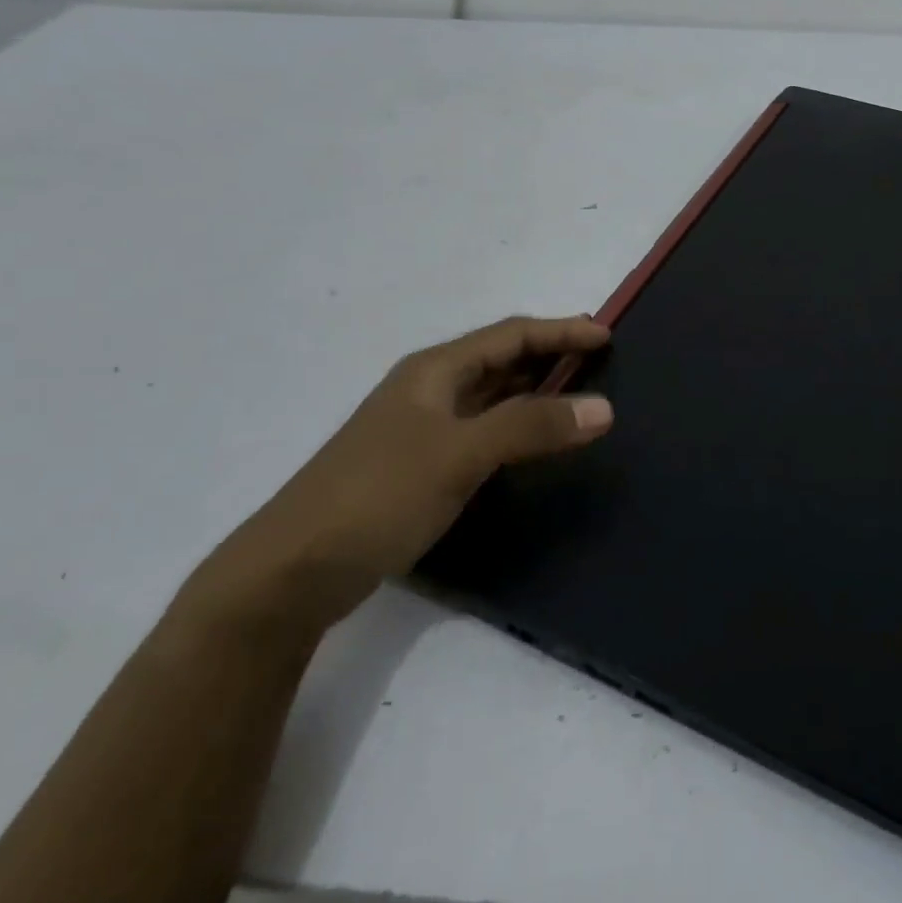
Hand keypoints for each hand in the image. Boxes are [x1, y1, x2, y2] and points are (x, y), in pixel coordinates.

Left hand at [181, 315, 612, 634]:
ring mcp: (422, 430)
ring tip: (581, 396)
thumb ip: (531, 425)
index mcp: (434, 371)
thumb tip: (604, 408)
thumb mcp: (459, 453)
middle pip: (501, 360)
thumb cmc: (378, 494)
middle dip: (551, 355)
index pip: (510, 335)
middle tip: (601, 362)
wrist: (293, 571)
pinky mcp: (420, 468)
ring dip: (536, 391)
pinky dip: (517, 427)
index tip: (608, 336)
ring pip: (492, 397)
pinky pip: (483, 431)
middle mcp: (429, 391)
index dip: (561, 331)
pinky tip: (535, 443)